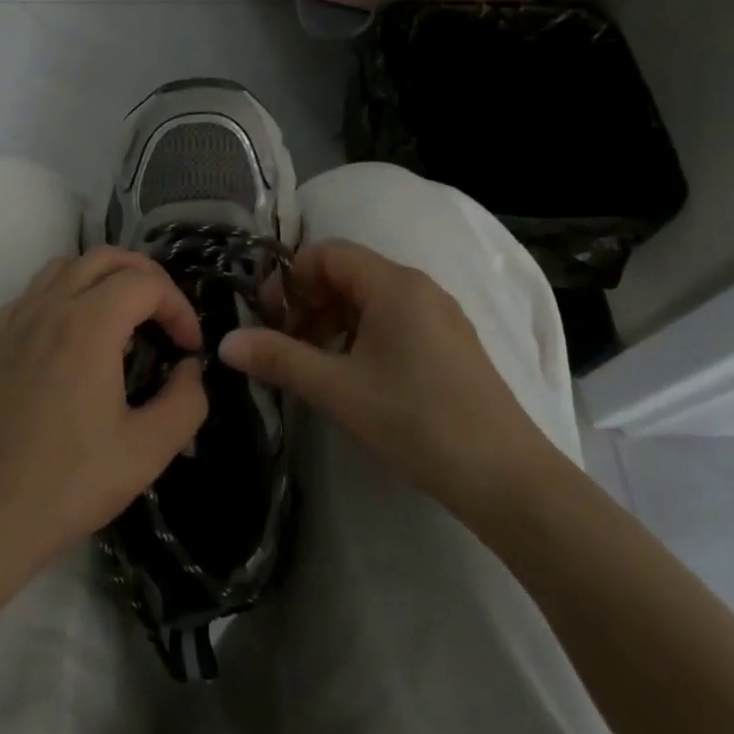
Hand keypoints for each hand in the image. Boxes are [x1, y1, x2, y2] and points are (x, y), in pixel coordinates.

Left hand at [0, 247, 209, 583]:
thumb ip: (186, 401)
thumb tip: (189, 369)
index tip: (188, 348)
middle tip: (165, 318)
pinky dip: (65, 293)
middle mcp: (49, 307)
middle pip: (106, 257)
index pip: (146, 283)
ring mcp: (15, 320)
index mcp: (88, 325)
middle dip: (146, 277)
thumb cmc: (67, 483)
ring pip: (67, 266)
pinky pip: (35, 292)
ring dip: (104, 278)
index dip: (178, 306)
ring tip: (125, 317)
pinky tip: (73, 335)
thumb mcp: (147, 451)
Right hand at [221, 240, 552, 518]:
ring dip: (332, 322)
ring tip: (315, 366)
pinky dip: (361, 336)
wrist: (508, 480)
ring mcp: (440, 316)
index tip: (269, 319)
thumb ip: (279, 359)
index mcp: (393, 284)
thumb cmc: (416, 420)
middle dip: (308, 303)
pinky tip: (353, 377)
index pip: (327, 253)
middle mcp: (418, 287)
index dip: (290, 279)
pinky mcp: (451, 344)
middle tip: (286, 345)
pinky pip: (394, 321)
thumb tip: (225, 342)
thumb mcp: (338, 389)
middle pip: (348, 274)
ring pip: (370, 300)